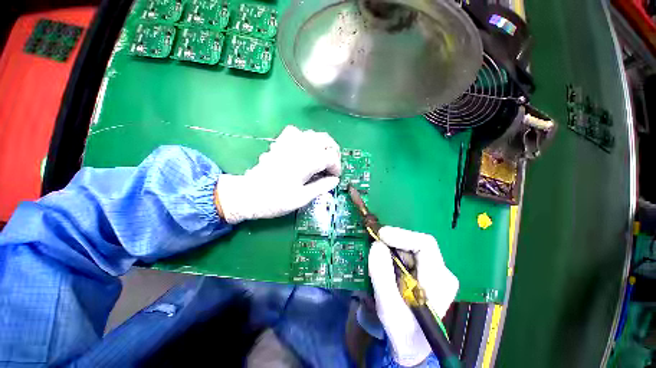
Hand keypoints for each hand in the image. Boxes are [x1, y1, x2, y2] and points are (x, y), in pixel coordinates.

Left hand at [215, 125, 340, 223]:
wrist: (248, 195)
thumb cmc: (275, 200)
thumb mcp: (302, 198)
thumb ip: (321, 187)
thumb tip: (335, 180)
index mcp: (306, 162)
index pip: (330, 157)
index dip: (336, 166)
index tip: (335, 177)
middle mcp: (299, 148)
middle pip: (324, 139)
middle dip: (333, 151)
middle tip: (332, 164)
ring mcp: (288, 143)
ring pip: (312, 134)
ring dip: (321, 144)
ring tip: (322, 156)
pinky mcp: (279, 144)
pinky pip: (295, 132)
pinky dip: (304, 138)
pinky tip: (303, 148)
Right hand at [368, 226, 458, 366]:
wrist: (411, 346)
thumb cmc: (403, 332)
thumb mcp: (388, 308)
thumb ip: (382, 276)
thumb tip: (376, 245)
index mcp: (439, 281)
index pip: (425, 244)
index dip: (401, 235)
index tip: (380, 235)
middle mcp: (440, 272)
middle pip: (415, 244)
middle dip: (392, 242)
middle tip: (373, 243)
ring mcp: (433, 271)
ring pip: (409, 247)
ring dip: (390, 248)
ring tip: (376, 255)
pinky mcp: (424, 272)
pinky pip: (406, 254)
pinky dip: (391, 253)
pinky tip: (382, 261)